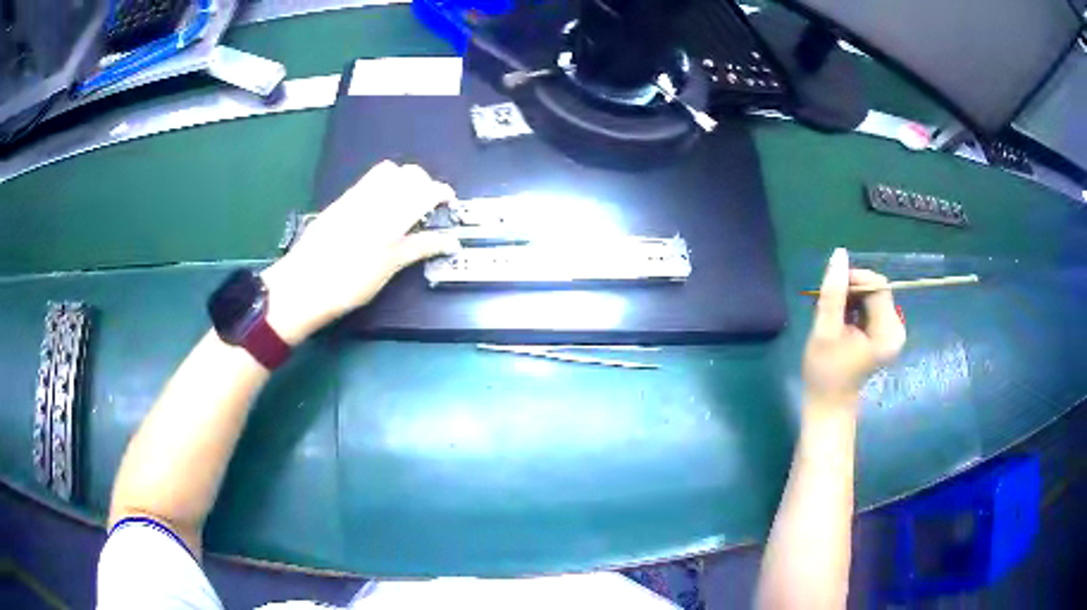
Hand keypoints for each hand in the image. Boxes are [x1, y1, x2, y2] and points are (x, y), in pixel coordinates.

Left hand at [261, 161, 459, 344]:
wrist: (302, 285)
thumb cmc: (348, 283)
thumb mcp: (387, 269)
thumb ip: (418, 248)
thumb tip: (448, 240)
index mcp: (390, 214)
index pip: (425, 189)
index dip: (442, 192)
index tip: (449, 203)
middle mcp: (374, 197)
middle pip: (408, 173)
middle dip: (424, 183)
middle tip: (427, 206)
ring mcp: (354, 197)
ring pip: (387, 172)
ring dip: (403, 181)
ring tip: (405, 205)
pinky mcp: (340, 202)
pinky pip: (368, 182)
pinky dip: (383, 187)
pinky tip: (380, 209)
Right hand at [802, 248, 905, 409]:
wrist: (828, 404)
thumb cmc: (825, 372)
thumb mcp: (825, 330)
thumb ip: (833, 292)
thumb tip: (839, 253)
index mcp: (888, 331)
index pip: (877, 285)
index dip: (855, 279)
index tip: (831, 287)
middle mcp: (897, 329)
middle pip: (877, 290)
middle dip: (852, 291)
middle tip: (828, 305)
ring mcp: (893, 332)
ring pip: (873, 297)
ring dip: (852, 299)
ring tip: (834, 317)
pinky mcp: (886, 335)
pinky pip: (872, 308)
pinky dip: (856, 309)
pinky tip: (842, 322)